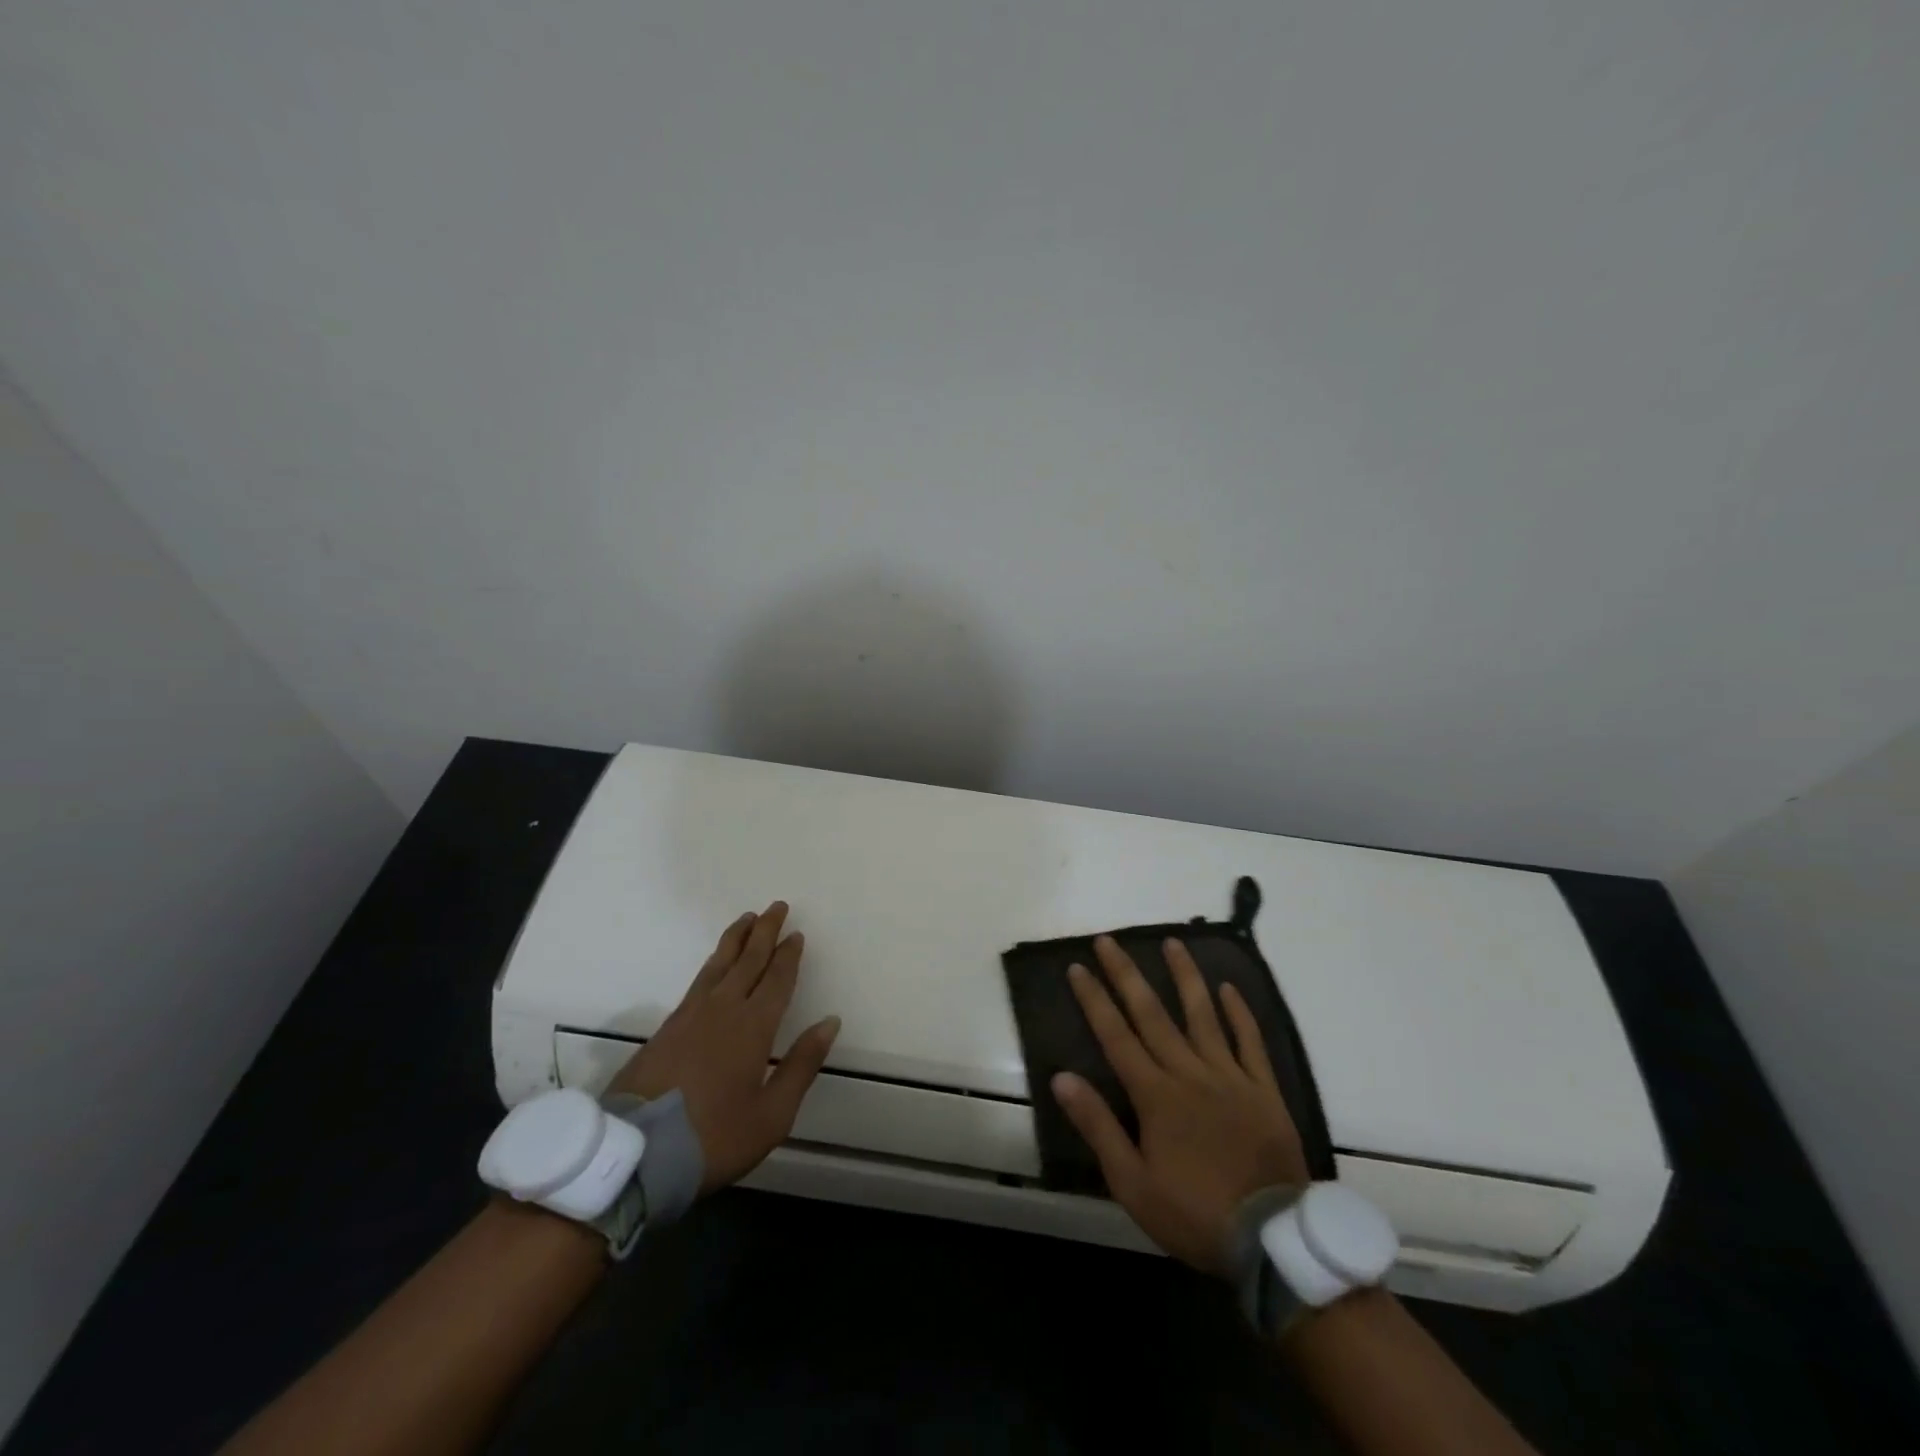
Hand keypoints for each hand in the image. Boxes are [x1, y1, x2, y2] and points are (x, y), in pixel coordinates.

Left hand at [607, 902, 840, 1193]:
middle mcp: (723, 1009)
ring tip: (747, 919)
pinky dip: (713, 962)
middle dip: (764, 932)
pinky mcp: (666, 1028)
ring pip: (719, 964)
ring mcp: (689, 1016)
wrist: (635, 1155)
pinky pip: (698, 981)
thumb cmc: (714, 1137)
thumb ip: (802, 1064)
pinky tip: (715, 966)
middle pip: (748, 960)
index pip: (776, 979)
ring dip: (736, 939)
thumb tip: (830, 1022)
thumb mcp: (772, 1114)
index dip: (788, 956)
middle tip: (776, 906)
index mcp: (753, 1026)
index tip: (797, 934)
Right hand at [1052, 936, 1308, 1275]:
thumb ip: (1098, 1127)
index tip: (1078, 967)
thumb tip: (1062, 1078)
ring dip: (1184, 976)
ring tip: (1172, 942)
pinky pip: (1250, 1042)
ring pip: (1203, 1015)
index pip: (1115, 1035)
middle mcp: (1189, 1073)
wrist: (1271, 1239)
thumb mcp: (1133, 1184)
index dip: (1094, 999)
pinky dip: (1239, 1013)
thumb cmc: (1194, 1213)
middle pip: (1152, 1014)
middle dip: (1126, 974)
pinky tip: (1228, 987)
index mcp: (1155, 1095)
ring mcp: (1230, 1076)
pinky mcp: (1263, 1089)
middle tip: (1109, 940)